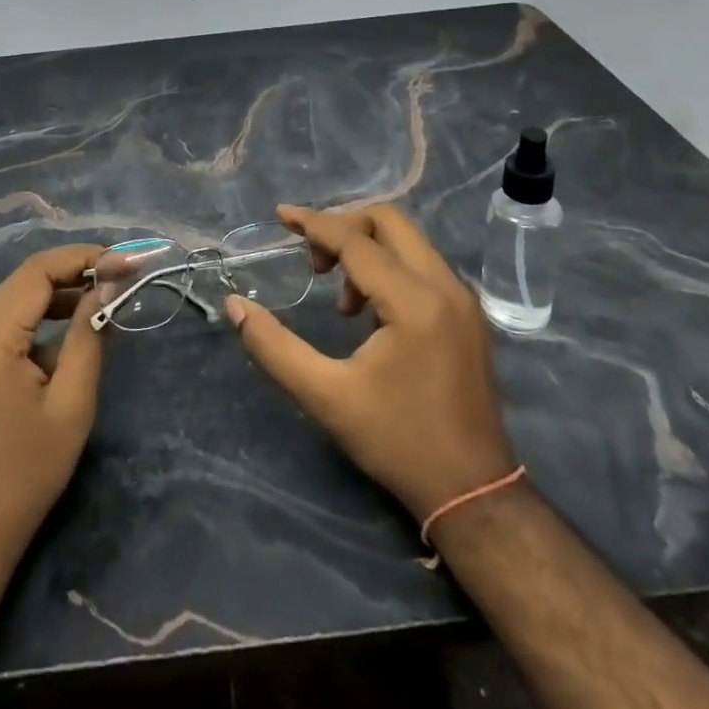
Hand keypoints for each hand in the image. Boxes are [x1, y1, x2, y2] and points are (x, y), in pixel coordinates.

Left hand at [0, 244, 106, 567]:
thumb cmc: (24, 473)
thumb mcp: (71, 403)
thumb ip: (89, 335)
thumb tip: (108, 286)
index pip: (39, 270)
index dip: (86, 258)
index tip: (128, 263)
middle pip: (26, 279)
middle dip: (76, 272)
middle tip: (123, 277)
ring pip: (17, 299)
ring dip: (60, 294)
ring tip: (106, 299)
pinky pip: (7, 323)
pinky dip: (41, 318)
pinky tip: (74, 330)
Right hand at [224, 204, 515, 520]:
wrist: (474, 492)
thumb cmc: (398, 442)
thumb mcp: (326, 397)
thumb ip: (274, 347)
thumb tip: (234, 306)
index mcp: (414, 302)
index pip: (356, 240)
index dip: (314, 223)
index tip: (281, 216)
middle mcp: (445, 286)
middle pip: (389, 221)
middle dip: (344, 227)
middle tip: (313, 262)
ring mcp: (462, 299)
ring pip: (408, 240)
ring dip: (366, 249)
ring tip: (338, 299)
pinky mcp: (467, 314)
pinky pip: (422, 264)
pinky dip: (388, 266)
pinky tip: (368, 311)